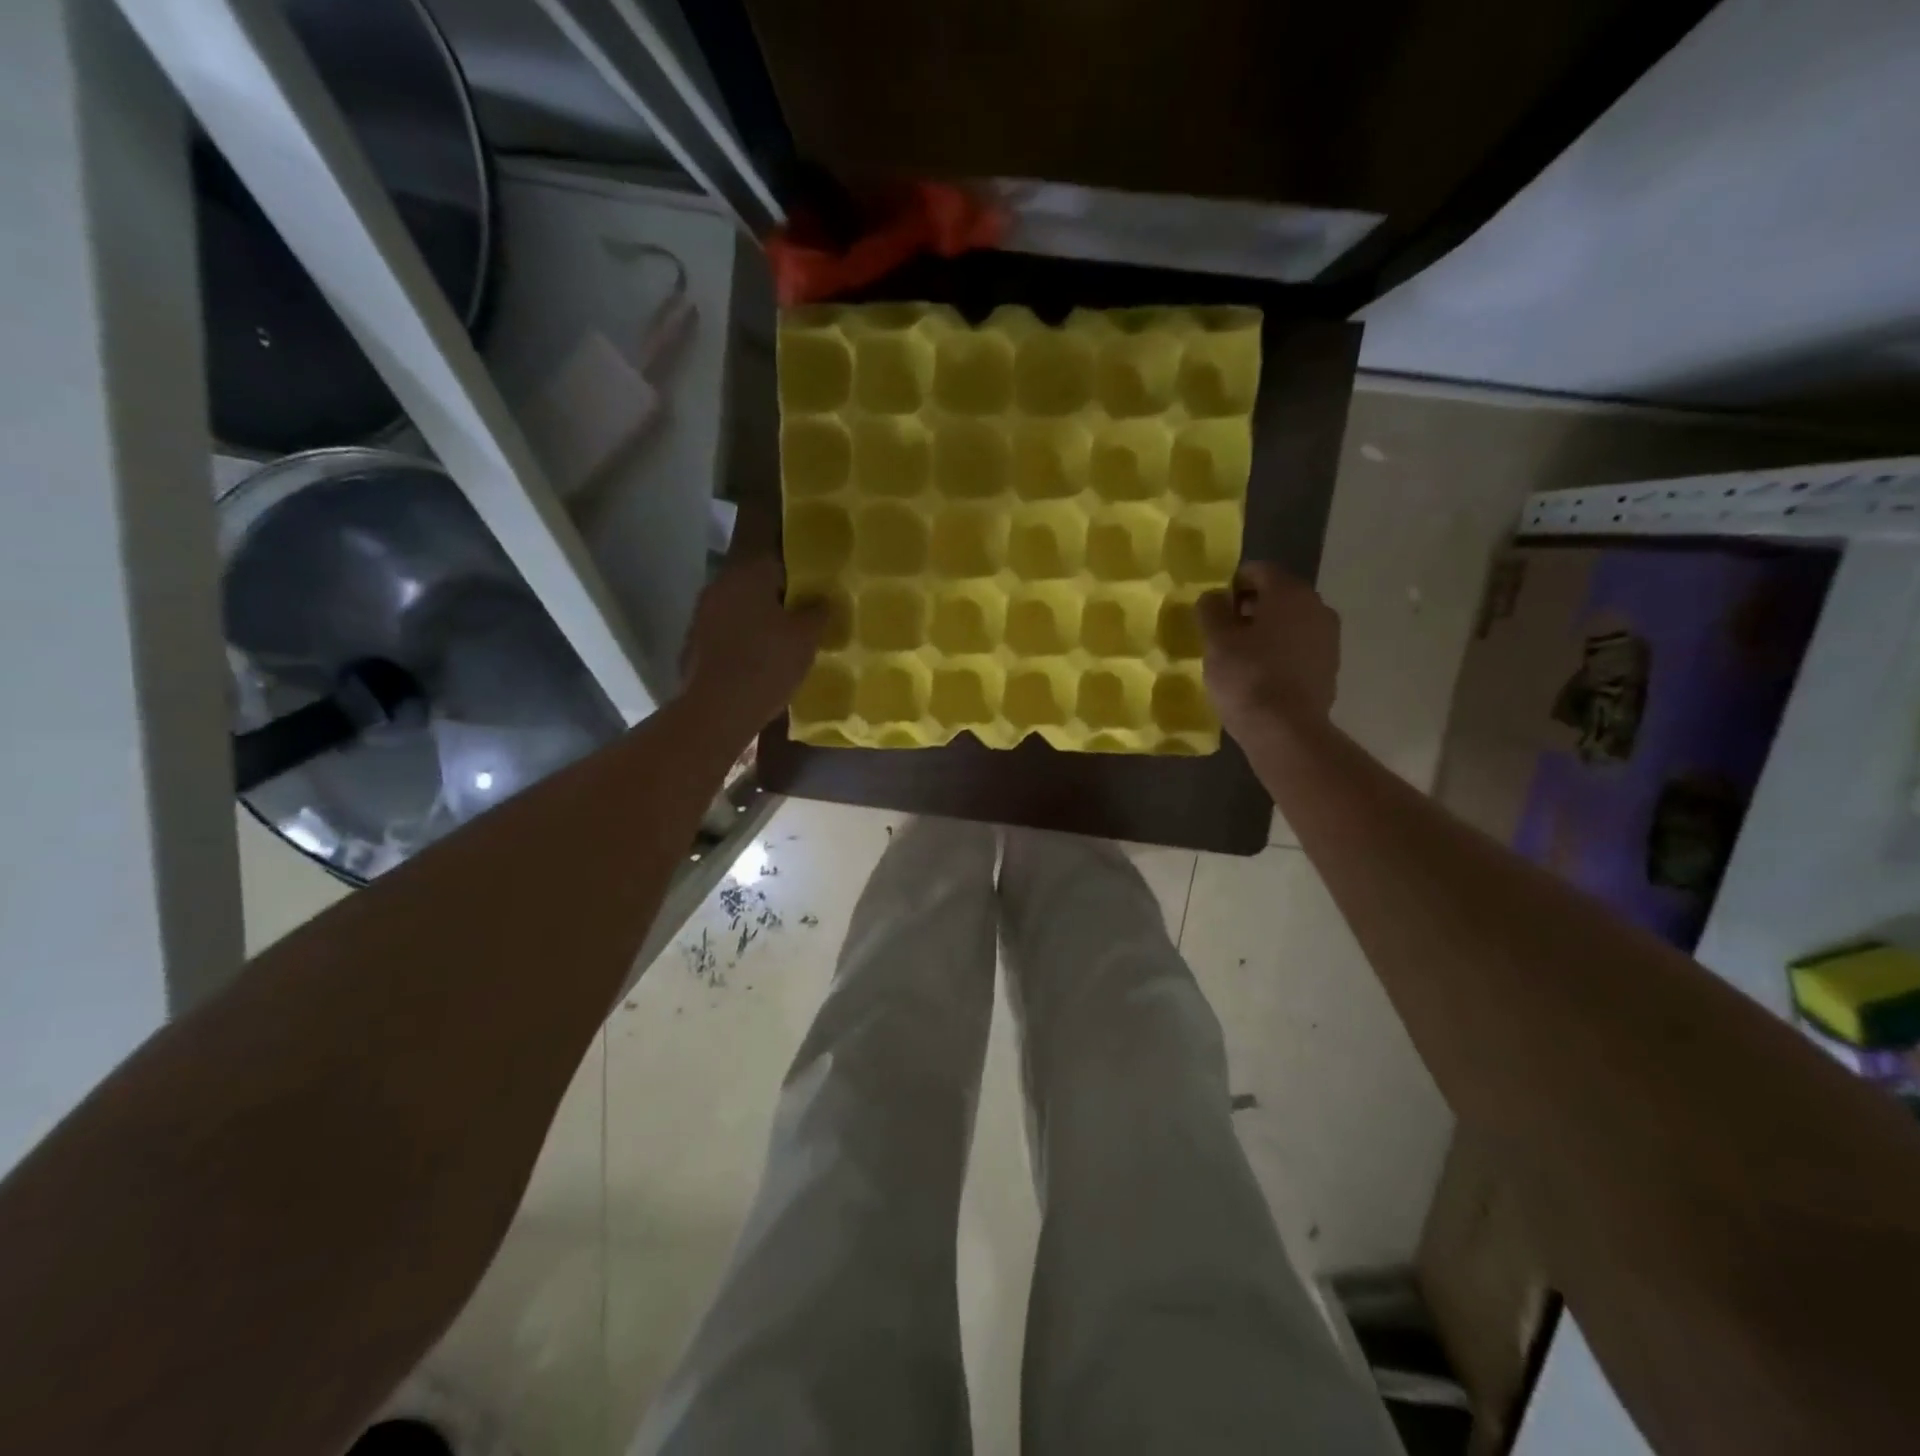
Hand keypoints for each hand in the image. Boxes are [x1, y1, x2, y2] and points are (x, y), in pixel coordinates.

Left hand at [679, 551, 824, 735]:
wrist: (719, 709)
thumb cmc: (768, 663)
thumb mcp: (807, 637)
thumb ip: (818, 612)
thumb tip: (821, 600)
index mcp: (748, 575)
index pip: (779, 564)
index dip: (800, 582)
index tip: (814, 602)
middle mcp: (720, 586)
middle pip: (755, 587)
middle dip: (777, 603)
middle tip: (800, 625)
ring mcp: (701, 615)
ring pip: (738, 611)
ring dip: (756, 623)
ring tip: (779, 646)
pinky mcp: (692, 644)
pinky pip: (724, 636)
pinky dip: (739, 644)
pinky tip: (755, 664)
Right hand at [1196, 562, 1340, 739]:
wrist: (1286, 730)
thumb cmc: (1247, 677)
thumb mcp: (1216, 641)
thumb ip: (1212, 610)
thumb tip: (1214, 596)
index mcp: (1289, 592)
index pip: (1258, 570)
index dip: (1232, 585)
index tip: (1214, 610)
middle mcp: (1316, 606)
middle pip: (1278, 595)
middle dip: (1250, 607)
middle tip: (1224, 633)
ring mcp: (1328, 637)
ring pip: (1291, 622)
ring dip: (1267, 631)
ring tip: (1242, 657)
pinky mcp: (1330, 666)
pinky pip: (1300, 647)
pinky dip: (1281, 652)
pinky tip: (1262, 675)